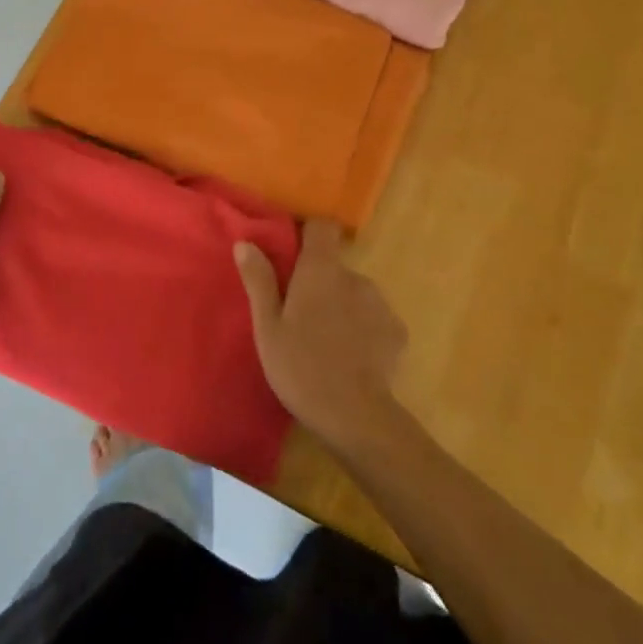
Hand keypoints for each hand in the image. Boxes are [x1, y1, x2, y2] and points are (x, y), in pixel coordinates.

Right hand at [234, 221, 409, 456]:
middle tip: (299, 315)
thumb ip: (259, 281)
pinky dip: (362, 329)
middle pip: (335, 266)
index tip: (292, 253)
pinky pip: (374, 318)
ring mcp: (380, 304)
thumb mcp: (267, 327)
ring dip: (341, 306)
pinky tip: (350, 357)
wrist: (355, 416)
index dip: (307, 234)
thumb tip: (245, 242)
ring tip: (325, 340)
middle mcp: (355, 277)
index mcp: (321, 270)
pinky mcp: (397, 331)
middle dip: (319, 282)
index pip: (322, 227)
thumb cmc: (301, 367)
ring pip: (354, 293)